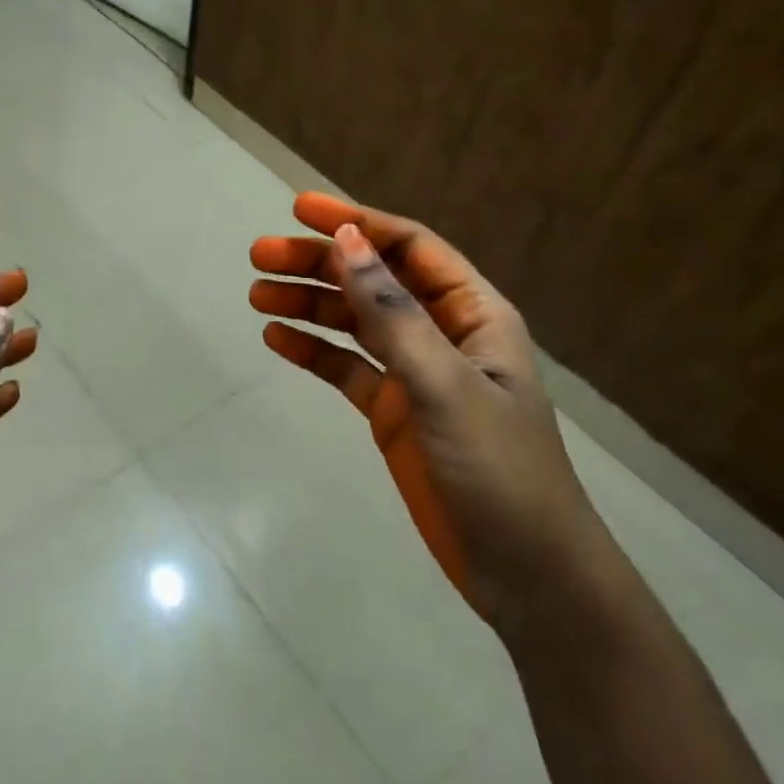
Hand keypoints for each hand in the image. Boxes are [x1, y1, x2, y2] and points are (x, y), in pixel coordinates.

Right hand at [250, 193, 600, 623]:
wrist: (527, 575)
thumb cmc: (498, 469)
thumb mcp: (444, 383)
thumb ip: (392, 312)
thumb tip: (348, 240)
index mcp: (473, 313)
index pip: (409, 247)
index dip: (356, 222)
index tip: (300, 209)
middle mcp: (442, 334)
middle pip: (372, 281)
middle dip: (318, 264)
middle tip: (259, 255)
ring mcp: (415, 374)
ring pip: (353, 324)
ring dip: (308, 305)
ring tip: (256, 295)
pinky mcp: (394, 413)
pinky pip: (347, 369)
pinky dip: (313, 352)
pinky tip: (276, 339)